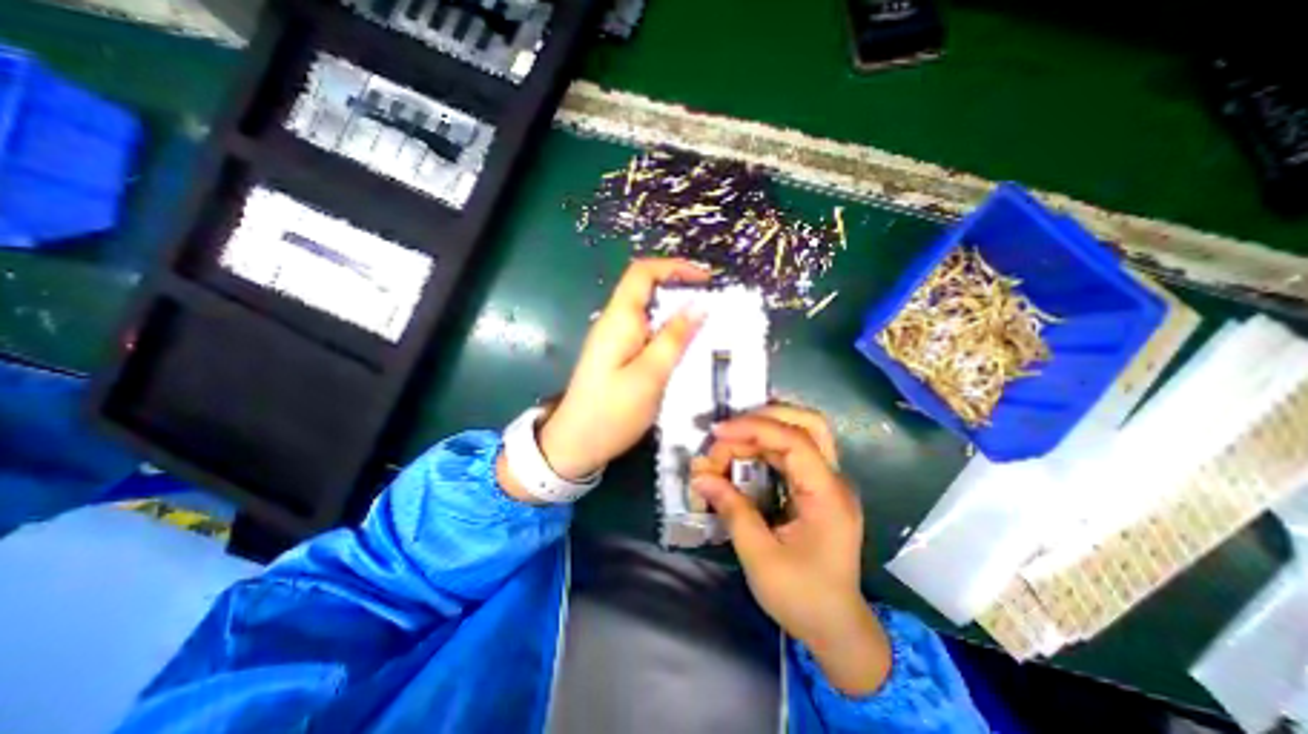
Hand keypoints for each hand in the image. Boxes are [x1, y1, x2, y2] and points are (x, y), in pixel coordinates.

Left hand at [537, 258, 709, 481]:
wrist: (575, 444)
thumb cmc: (612, 412)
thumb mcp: (650, 376)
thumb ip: (674, 338)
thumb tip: (698, 305)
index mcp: (619, 319)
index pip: (643, 273)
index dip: (675, 267)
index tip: (706, 279)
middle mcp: (614, 322)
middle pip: (647, 290)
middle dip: (681, 291)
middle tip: (713, 309)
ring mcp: (614, 340)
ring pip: (649, 313)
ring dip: (676, 315)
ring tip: (706, 329)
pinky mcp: (617, 356)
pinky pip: (646, 333)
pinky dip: (668, 333)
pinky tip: (684, 350)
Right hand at [688, 406, 895, 699]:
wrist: (835, 629)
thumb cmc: (802, 598)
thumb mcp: (760, 557)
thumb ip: (732, 510)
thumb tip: (700, 477)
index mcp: (827, 495)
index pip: (795, 440)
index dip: (754, 428)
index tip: (718, 434)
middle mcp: (833, 480)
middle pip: (807, 424)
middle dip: (764, 418)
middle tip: (727, 431)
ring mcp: (827, 482)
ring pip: (798, 433)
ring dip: (760, 432)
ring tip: (727, 444)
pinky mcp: (815, 488)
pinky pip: (790, 453)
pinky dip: (763, 447)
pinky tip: (742, 455)